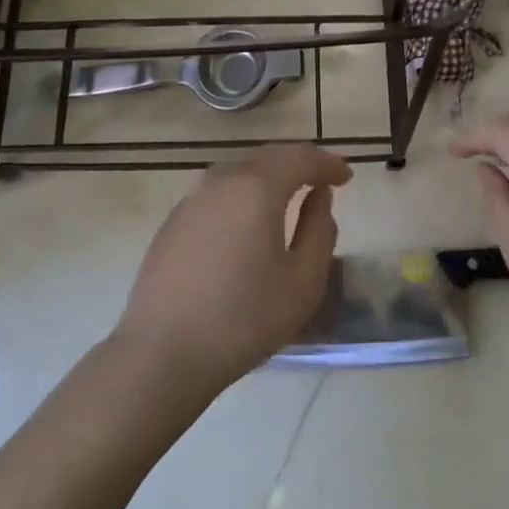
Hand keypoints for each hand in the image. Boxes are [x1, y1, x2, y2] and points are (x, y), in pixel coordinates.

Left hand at [115, 145, 353, 392]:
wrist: (163, 352)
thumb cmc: (243, 319)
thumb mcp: (302, 282)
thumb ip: (319, 231)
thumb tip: (320, 197)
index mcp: (256, 188)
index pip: (300, 158)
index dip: (327, 164)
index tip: (346, 177)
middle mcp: (221, 181)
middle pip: (267, 156)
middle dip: (299, 162)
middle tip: (322, 179)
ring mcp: (191, 199)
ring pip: (239, 170)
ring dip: (269, 174)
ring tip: (289, 193)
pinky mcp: (173, 221)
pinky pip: (218, 190)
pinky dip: (243, 191)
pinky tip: (248, 217)